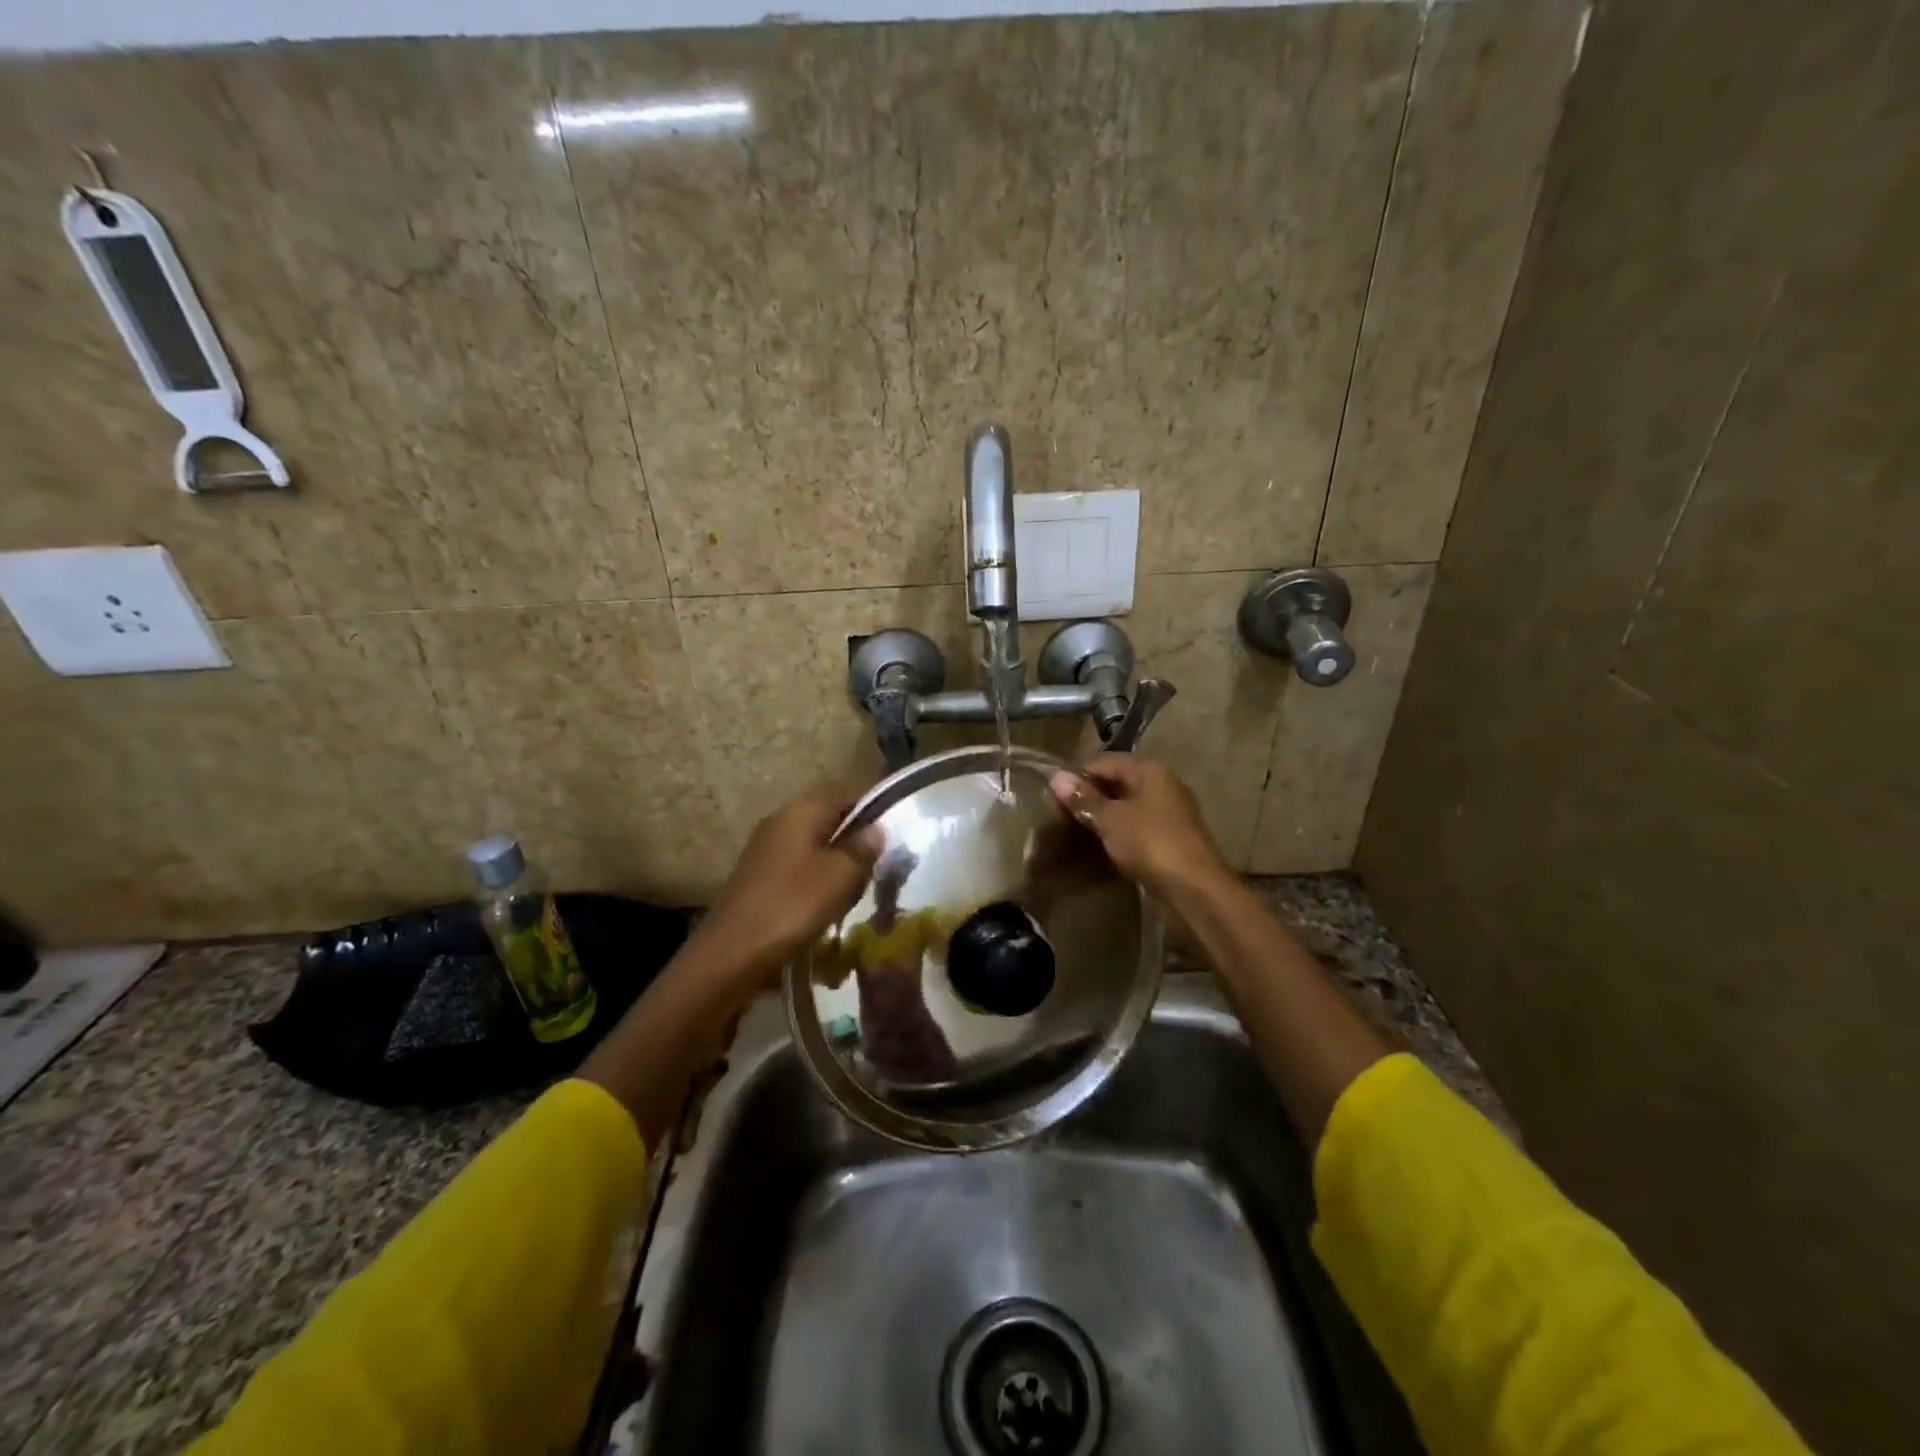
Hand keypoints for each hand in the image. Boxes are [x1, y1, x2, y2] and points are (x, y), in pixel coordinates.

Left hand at [693, 786, 882, 987]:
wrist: (733, 951)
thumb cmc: (793, 904)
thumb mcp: (840, 876)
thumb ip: (862, 848)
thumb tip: (877, 828)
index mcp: (802, 810)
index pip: (847, 795)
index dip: (873, 813)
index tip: (892, 839)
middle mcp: (781, 819)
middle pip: (829, 819)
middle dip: (855, 841)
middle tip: (875, 869)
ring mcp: (766, 847)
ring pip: (814, 845)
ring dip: (836, 863)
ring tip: (854, 891)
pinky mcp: (758, 874)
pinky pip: (798, 866)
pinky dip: (816, 879)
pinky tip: (825, 904)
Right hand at [1049, 755, 1233, 903]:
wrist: (1195, 890)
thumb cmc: (1150, 844)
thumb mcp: (1110, 819)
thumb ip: (1084, 798)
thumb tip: (1055, 776)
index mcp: (1150, 771)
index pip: (1104, 761)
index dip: (1078, 776)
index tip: (1052, 795)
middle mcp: (1163, 785)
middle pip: (1118, 782)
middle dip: (1091, 797)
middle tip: (1061, 814)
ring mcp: (1170, 813)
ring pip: (1128, 807)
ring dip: (1105, 817)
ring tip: (1077, 831)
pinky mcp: (1172, 839)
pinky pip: (1138, 827)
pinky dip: (1120, 833)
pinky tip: (1102, 847)